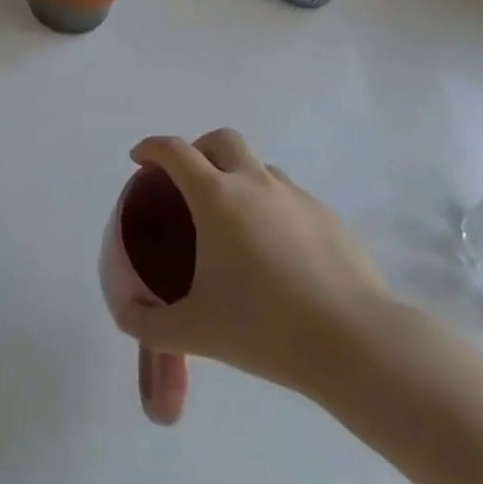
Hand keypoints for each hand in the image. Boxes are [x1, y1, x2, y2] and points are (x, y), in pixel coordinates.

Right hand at [108, 129, 395, 403]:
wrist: (357, 343)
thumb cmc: (265, 327)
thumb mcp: (196, 332)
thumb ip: (150, 324)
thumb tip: (125, 314)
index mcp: (216, 197)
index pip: (174, 151)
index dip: (151, 148)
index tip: (139, 160)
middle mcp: (254, 183)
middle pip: (221, 140)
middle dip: (199, 149)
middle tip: (189, 183)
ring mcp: (296, 197)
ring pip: (259, 168)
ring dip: (239, 178)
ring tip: (235, 223)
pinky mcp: (329, 218)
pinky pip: (290, 199)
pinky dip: (273, 209)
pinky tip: (278, 253)